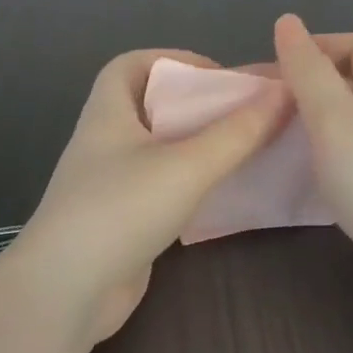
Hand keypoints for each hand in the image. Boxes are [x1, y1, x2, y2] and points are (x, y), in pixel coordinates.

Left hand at [2, 49, 291, 344]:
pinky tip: (223, 194)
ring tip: (244, 151)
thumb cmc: (121, 210)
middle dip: (197, 106)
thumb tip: (284, 92)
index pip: (131, 65)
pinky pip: (163, 189)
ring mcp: (111, 185)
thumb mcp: (187, 165)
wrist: (68, 291)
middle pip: (152, 108)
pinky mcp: (122, 222)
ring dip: (198, 147)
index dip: (172, 60)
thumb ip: (238, 132)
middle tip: (243, 116)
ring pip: (160, 152)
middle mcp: (106, 143)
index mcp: (108, 114)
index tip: (217, 77)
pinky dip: (192, 185)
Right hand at [272, 14, 352, 332]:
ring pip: (350, 131)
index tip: (276, 66)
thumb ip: (309, 73)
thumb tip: (288, 23)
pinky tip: (296, 181)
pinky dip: (321, 167)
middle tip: (265, 105)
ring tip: (272, 138)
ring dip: (313, 129)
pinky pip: (349, 170)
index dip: (322, 46)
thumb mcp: (338, 119)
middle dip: (311, 88)